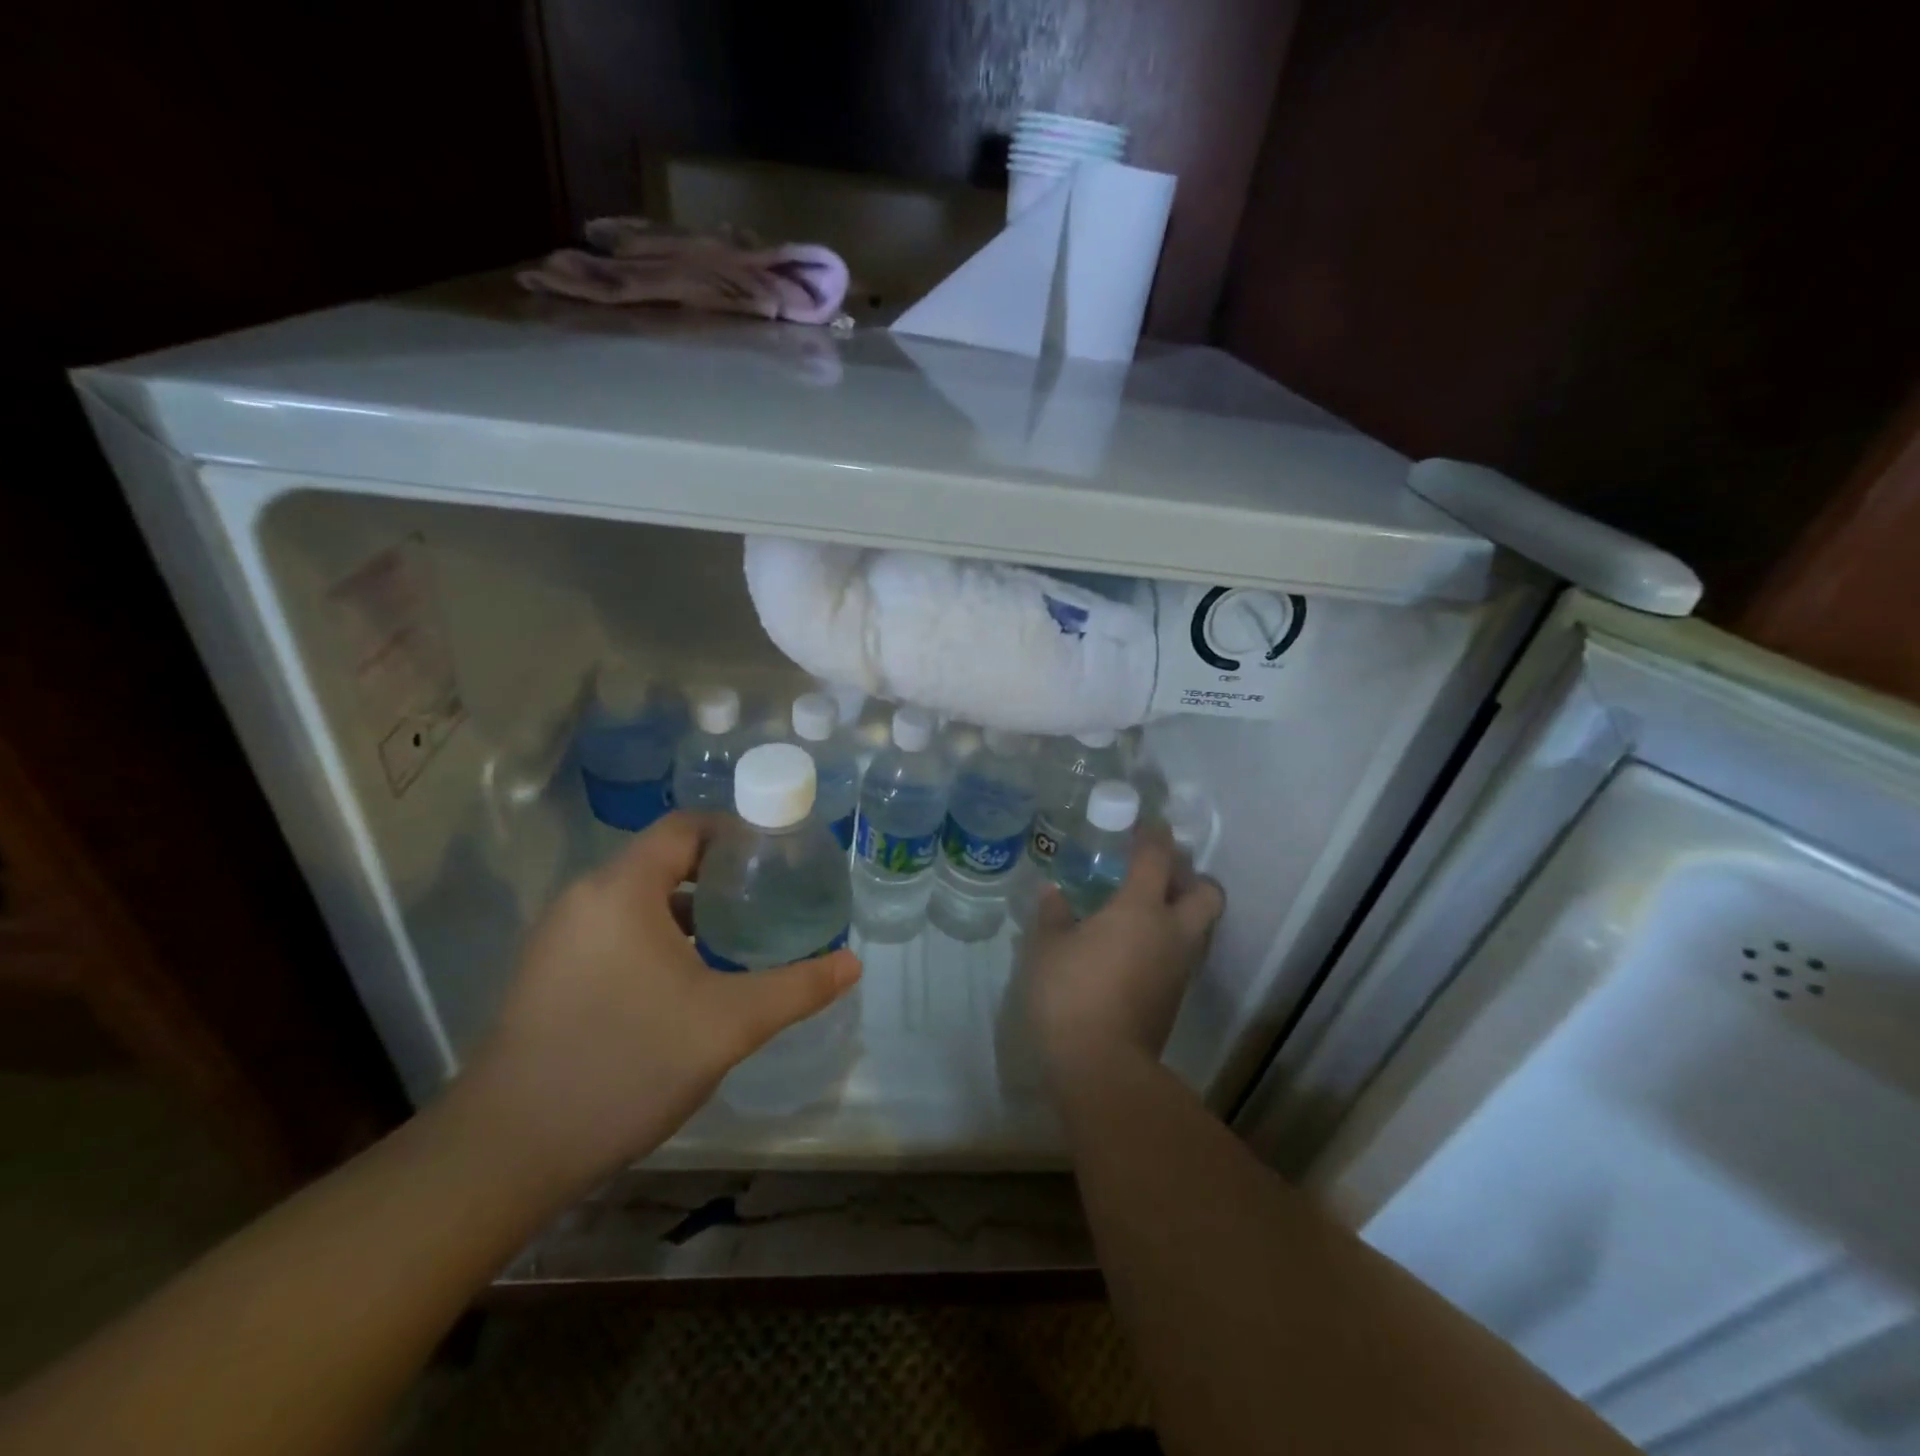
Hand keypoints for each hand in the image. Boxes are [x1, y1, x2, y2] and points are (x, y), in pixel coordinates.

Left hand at [456, 812, 860, 1192]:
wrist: (506, 1154)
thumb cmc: (625, 1065)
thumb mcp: (727, 1024)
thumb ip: (796, 987)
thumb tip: (853, 963)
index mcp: (622, 889)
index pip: (686, 828)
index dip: (737, 832)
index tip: (781, 856)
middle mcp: (586, 899)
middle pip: (665, 860)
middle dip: (722, 873)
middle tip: (773, 897)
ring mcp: (562, 937)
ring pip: (641, 899)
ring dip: (692, 909)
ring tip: (742, 935)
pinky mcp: (551, 973)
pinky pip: (617, 931)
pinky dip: (660, 936)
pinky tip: (691, 978)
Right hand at [1027, 827, 1222, 1080]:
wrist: (1102, 1066)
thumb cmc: (1070, 994)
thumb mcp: (1046, 949)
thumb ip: (1052, 915)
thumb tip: (1052, 893)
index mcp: (1140, 909)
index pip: (1156, 857)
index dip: (1153, 834)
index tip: (1145, 822)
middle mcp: (1172, 932)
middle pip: (1206, 892)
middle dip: (1188, 875)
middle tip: (1157, 873)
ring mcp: (1180, 967)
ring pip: (1201, 925)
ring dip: (1183, 909)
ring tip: (1146, 908)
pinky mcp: (1176, 996)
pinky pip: (1185, 953)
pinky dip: (1171, 939)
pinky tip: (1138, 945)